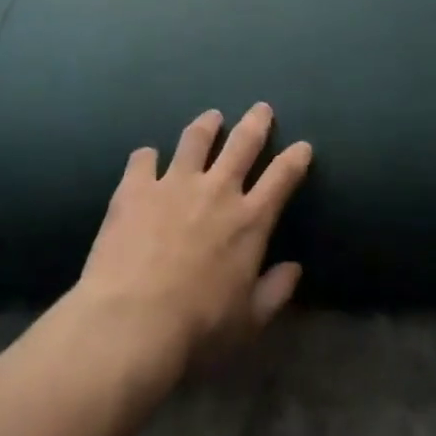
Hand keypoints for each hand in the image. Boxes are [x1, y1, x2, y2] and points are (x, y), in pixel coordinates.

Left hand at [77, 104, 311, 372]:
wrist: (132, 322)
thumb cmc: (198, 327)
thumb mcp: (249, 320)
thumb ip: (276, 291)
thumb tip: (294, 268)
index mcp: (249, 221)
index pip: (282, 178)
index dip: (295, 158)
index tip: (303, 146)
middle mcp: (216, 191)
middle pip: (242, 144)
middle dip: (256, 123)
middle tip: (261, 108)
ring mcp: (173, 184)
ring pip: (195, 140)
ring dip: (206, 125)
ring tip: (211, 117)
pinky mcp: (135, 188)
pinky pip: (143, 159)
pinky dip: (148, 156)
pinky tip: (147, 157)